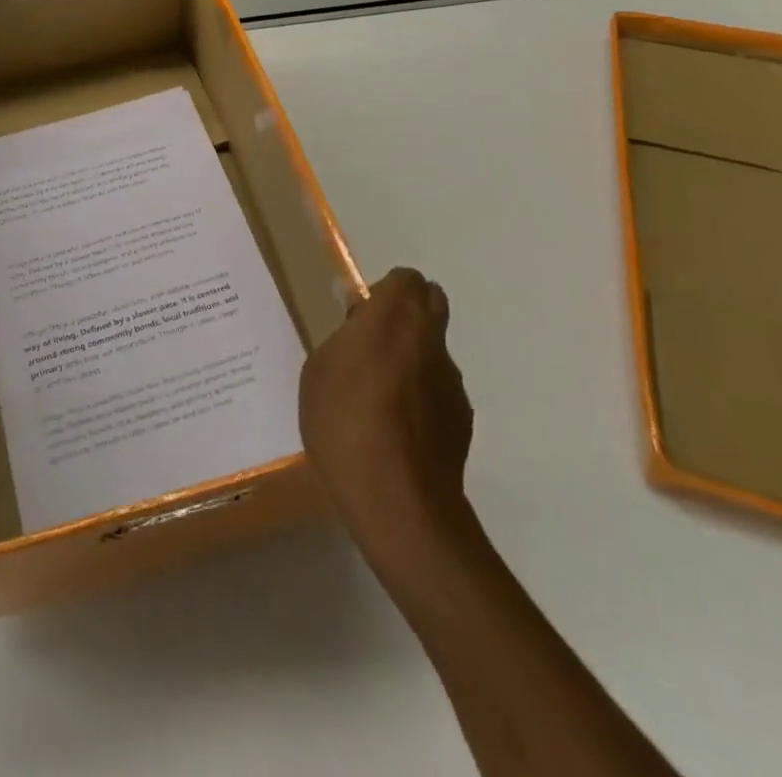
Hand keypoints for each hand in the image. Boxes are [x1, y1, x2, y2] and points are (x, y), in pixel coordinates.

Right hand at [299, 268, 475, 574]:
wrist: (397, 501)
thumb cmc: (344, 422)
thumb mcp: (319, 370)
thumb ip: (344, 338)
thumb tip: (361, 323)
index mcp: (394, 317)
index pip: (406, 279)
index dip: (386, 291)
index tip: (361, 316)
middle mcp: (431, 340)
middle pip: (431, 303)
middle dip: (407, 313)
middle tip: (373, 343)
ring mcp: (452, 382)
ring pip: (434, 351)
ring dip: (414, 359)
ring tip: (380, 399)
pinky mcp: (462, 420)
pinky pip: (438, 391)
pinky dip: (422, 398)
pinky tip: (397, 431)